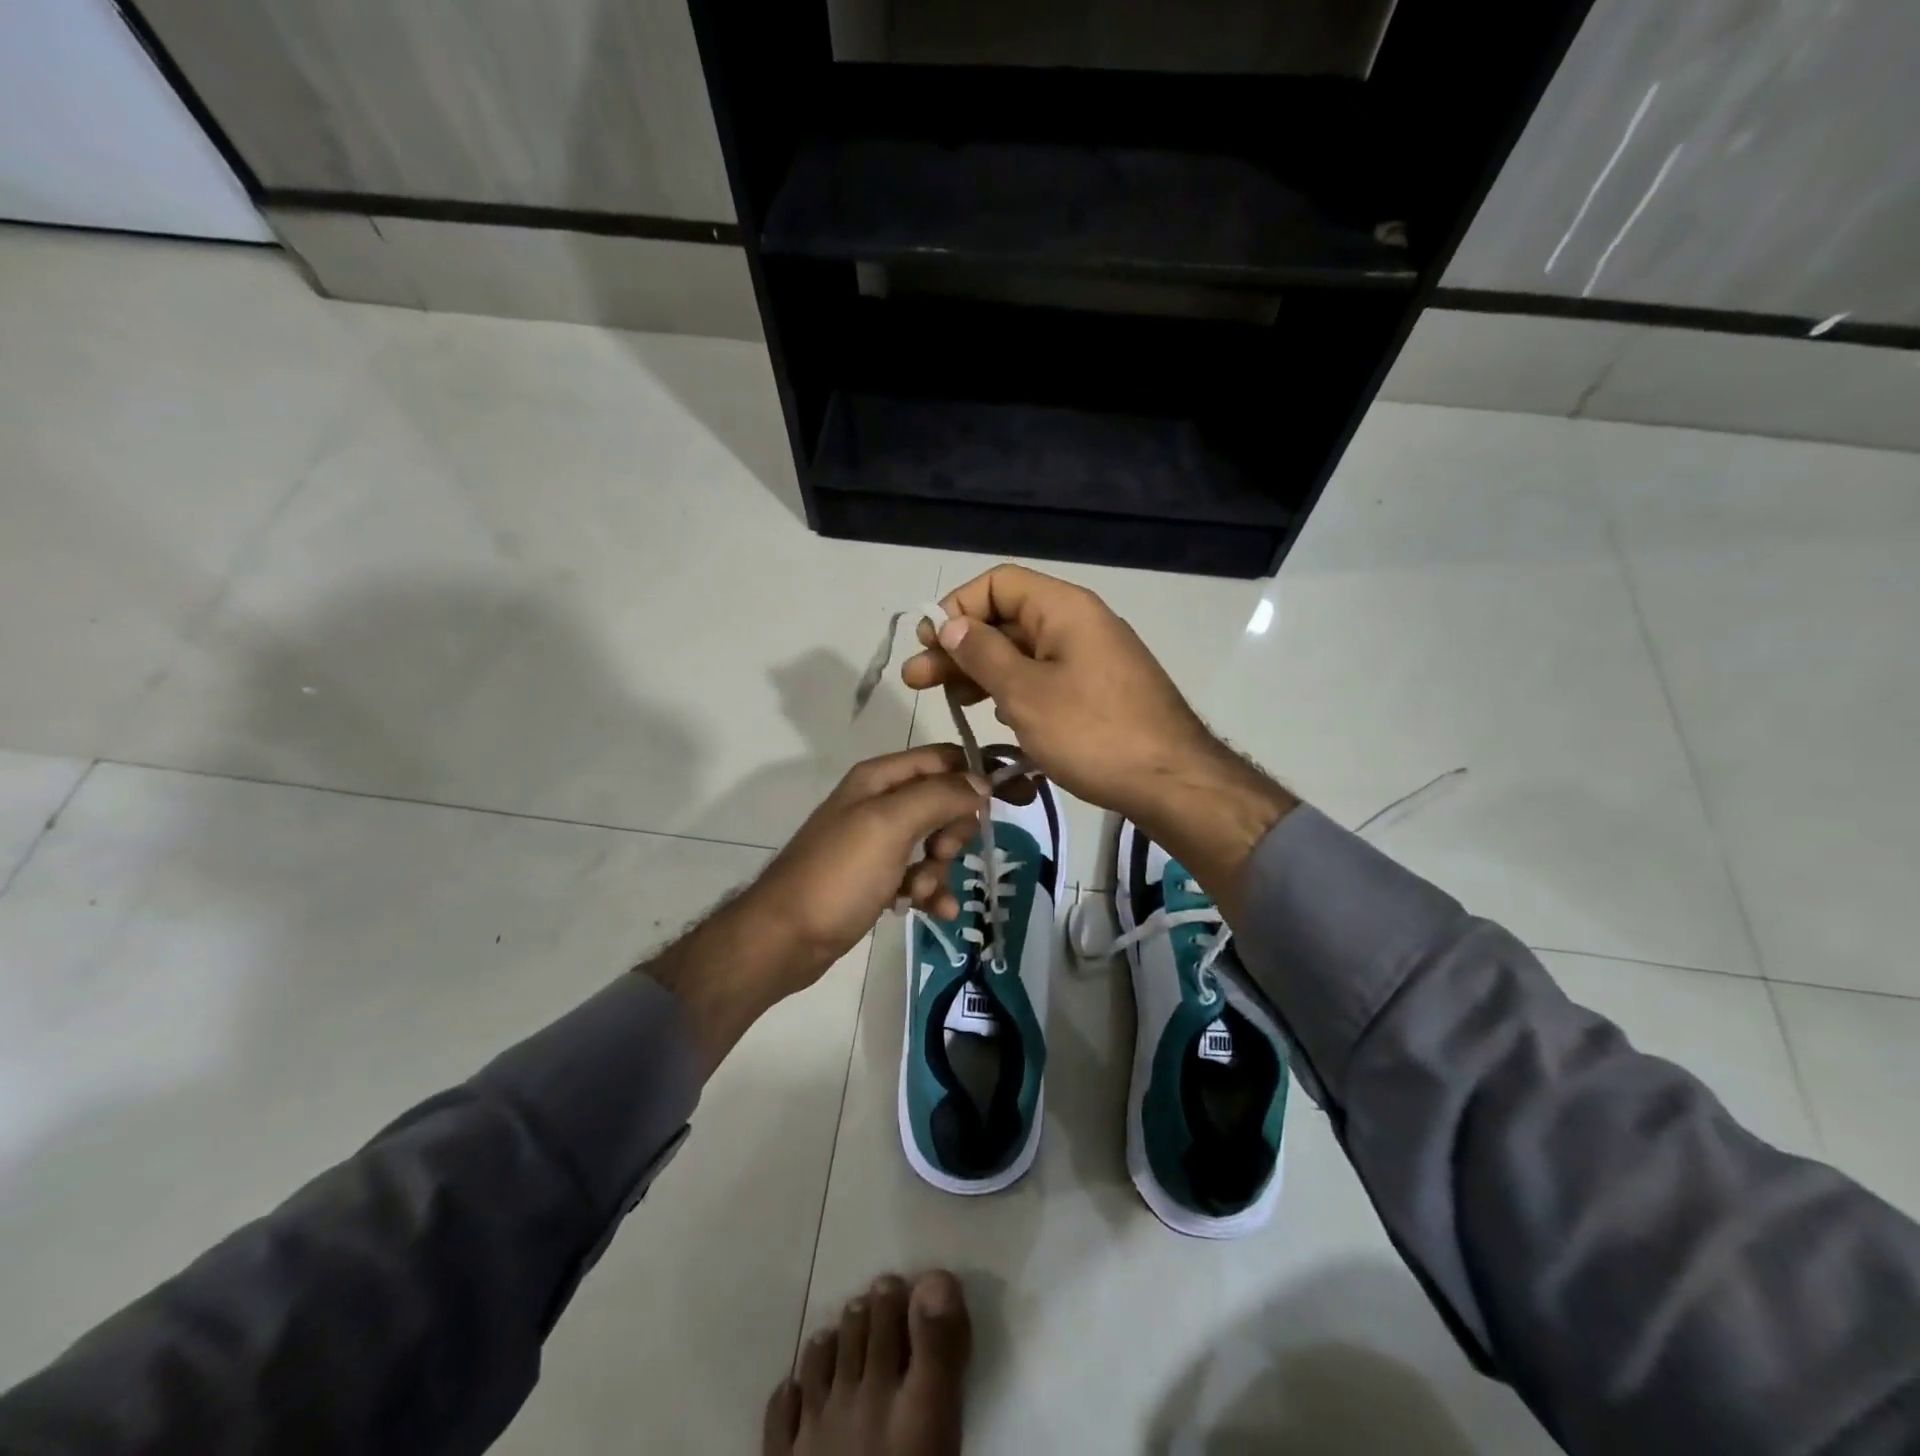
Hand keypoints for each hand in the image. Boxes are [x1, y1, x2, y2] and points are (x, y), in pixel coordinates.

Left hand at [651, 746, 996, 1068]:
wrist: (786, 938)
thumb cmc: (839, 874)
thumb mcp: (890, 825)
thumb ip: (939, 796)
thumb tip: (982, 783)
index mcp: (880, 778)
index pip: (943, 758)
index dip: (977, 775)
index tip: (1011, 800)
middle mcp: (880, 803)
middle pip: (944, 802)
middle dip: (954, 831)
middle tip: (942, 854)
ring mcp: (878, 842)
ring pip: (935, 843)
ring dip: (941, 868)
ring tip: (922, 890)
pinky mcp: (877, 877)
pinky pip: (920, 875)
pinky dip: (932, 890)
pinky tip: (937, 911)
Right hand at [901, 564, 1216, 821]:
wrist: (1171, 781)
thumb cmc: (1092, 733)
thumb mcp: (1025, 693)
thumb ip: (982, 654)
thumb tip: (951, 624)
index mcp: (1064, 609)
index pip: (998, 584)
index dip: (957, 608)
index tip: (930, 645)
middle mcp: (1078, 623)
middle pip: (1007, 619)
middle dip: (960, 646)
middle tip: (917, 681)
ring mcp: (1091, 659)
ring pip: (1024, 652)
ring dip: (982, 671)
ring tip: (950, 701)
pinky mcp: (1097, 692)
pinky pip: (1045, 677)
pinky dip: (1014, 690)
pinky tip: (994, 715)